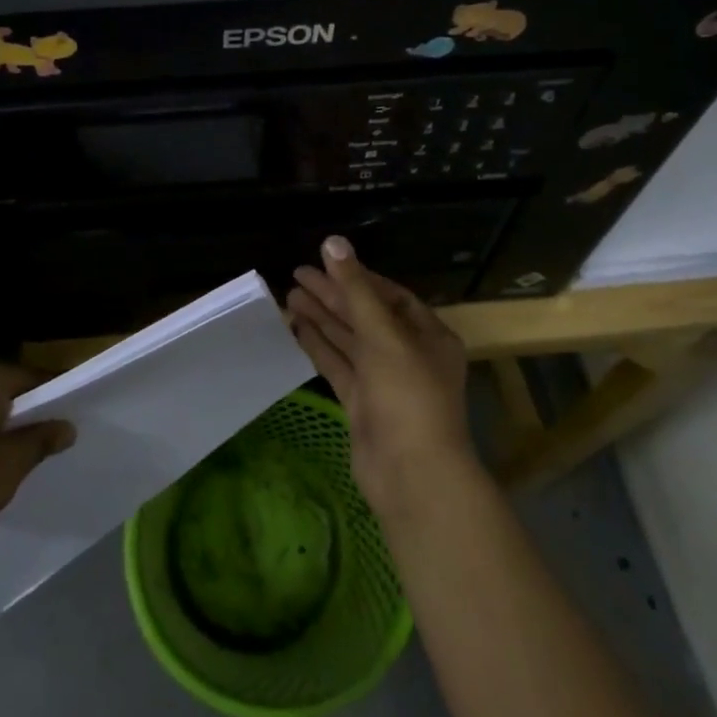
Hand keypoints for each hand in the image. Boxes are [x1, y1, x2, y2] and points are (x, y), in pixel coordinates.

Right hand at [286, 237, 475, 514]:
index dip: (359, 278)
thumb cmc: (407, 394)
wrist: (411, 474)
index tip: (327, 264)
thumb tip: (333, 242)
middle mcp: (408, 355)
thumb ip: (355, 288)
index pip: (391, 296)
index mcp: (428, 336)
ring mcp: (384, 382)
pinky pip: (338, 366)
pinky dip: (318, 346)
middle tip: (296, 275)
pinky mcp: (362, 404)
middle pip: (366, 316)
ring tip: (289, 295)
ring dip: (322, 318)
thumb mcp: (383, 334)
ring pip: (349, 341)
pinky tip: (296, 327)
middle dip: (333, 296)